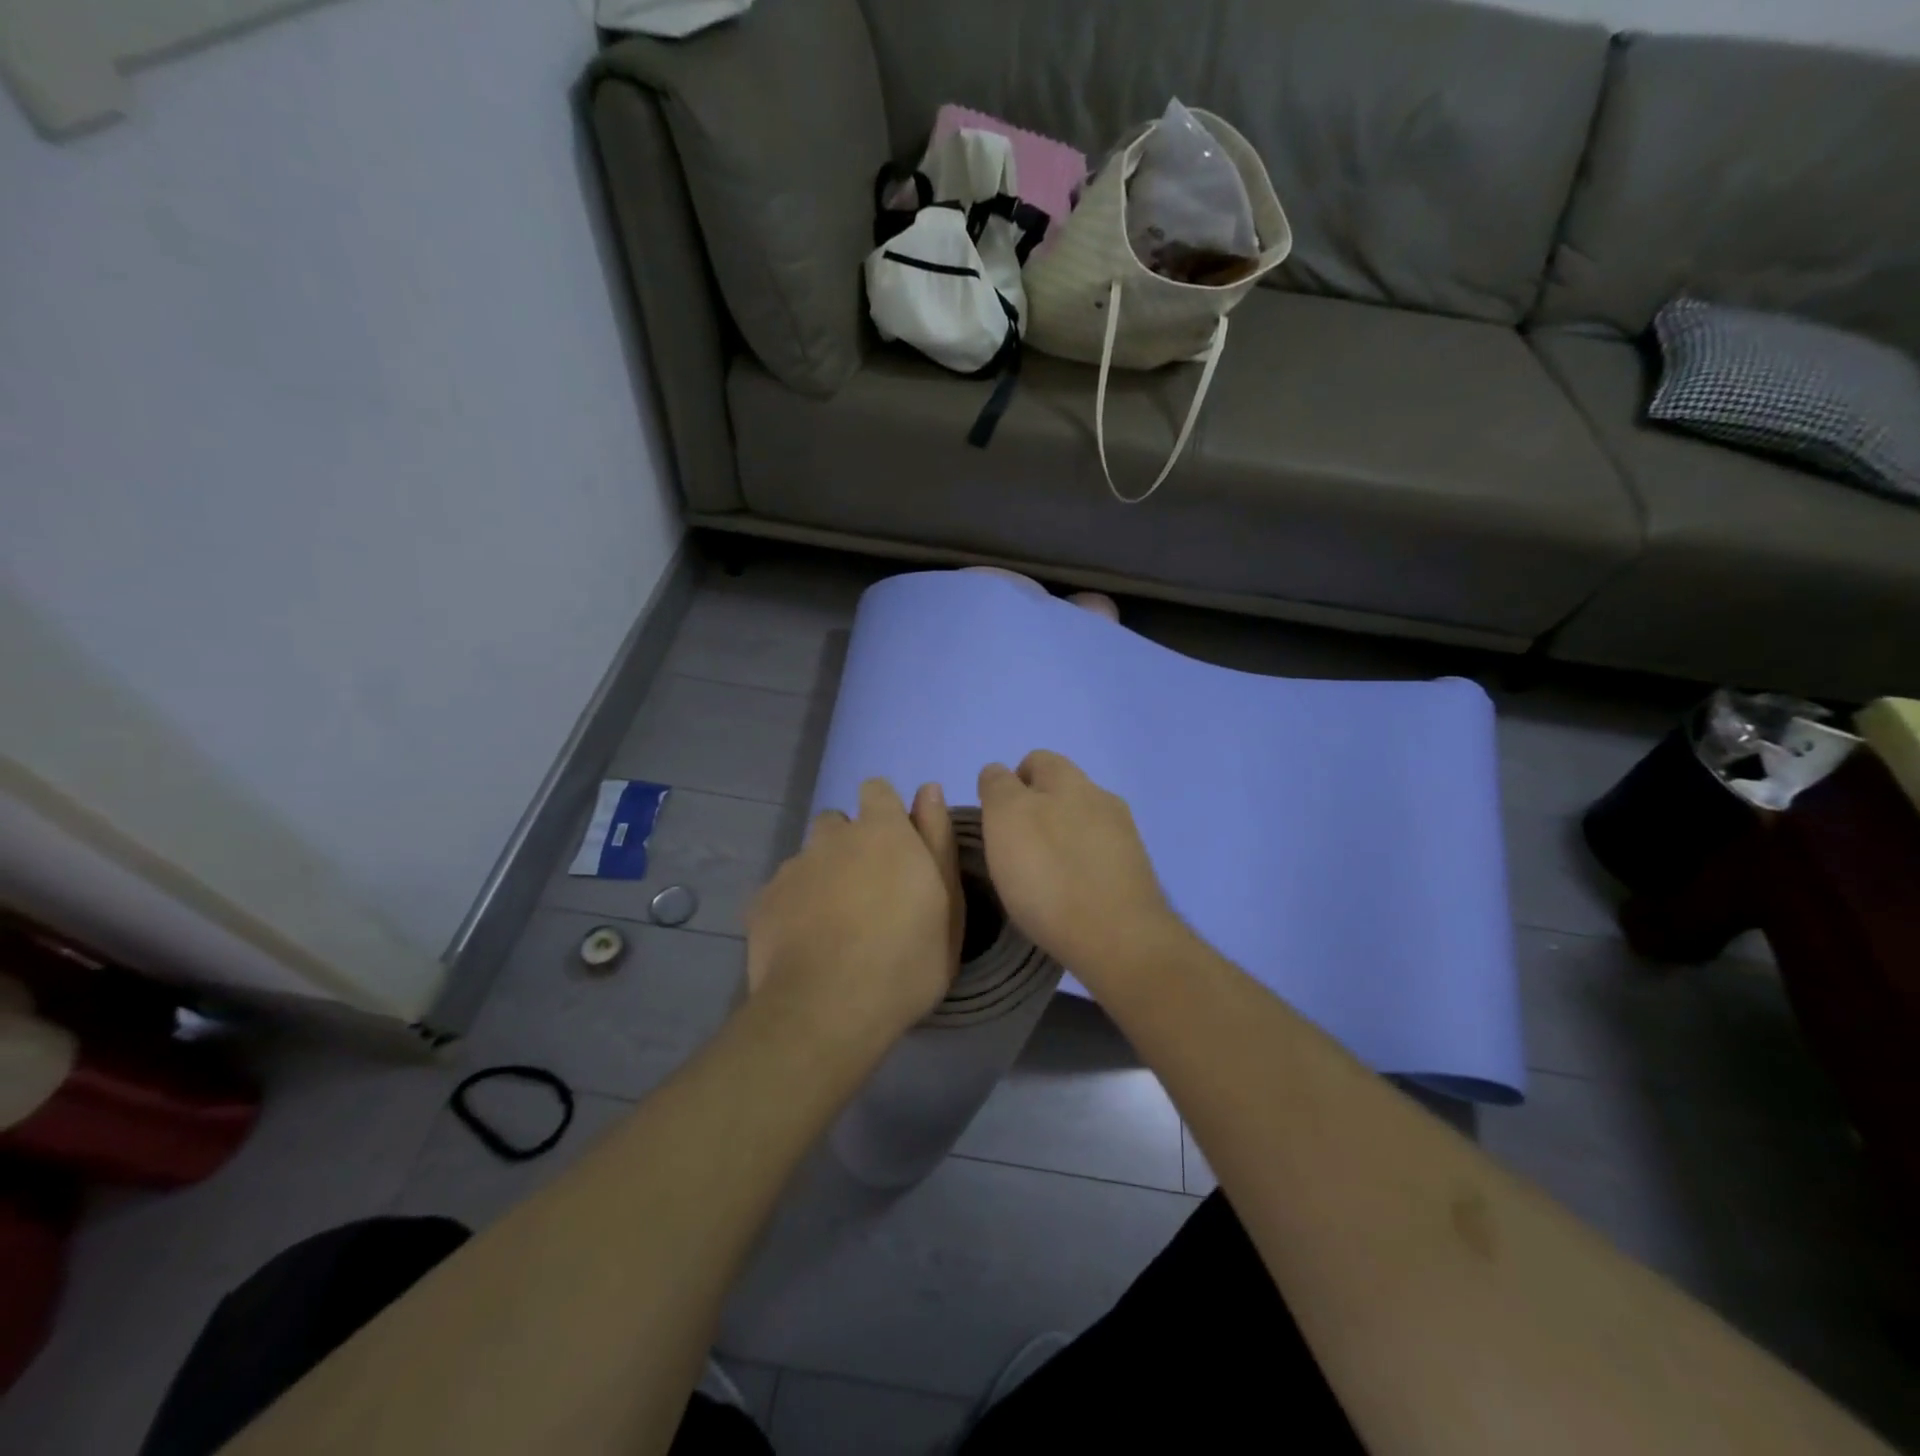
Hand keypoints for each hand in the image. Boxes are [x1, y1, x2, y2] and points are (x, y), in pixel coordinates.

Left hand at [746, 779, 962, 1046]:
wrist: (826, 1010)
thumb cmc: (906, 959)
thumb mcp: (947, 904)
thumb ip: (937, 839)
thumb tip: (929, 789)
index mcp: (882, 831)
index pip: (876, 790)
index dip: (885, 812)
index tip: (897, 849)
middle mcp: (832, 837)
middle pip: (838, 824)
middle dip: (850, 846)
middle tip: (868, 894)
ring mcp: (792, 867)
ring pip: (809, 859)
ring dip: (822, 877)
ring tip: (834, 925)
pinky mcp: (762, 901)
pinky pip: (782, 892)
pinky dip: (794, 908)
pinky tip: (805, 945)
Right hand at [976, 751, 1181, 982]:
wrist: (1118, 937)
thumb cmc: (1049, 874)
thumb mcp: (1005, 818)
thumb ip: (998, 788)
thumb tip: (999, 775)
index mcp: (1068, 779)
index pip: (1034, 762)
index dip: (1009, 785)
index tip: (995, 822)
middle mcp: (1100, 797)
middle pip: (1061, 791)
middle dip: (1037, 811)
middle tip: (1015, 849)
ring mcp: (1124, 835)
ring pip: (1082, 824)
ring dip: (1061, 839)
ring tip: (1044, 876)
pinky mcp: (1135, 871)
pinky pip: (1099, 857)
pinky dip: (1081, 867)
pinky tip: (1071, 894)